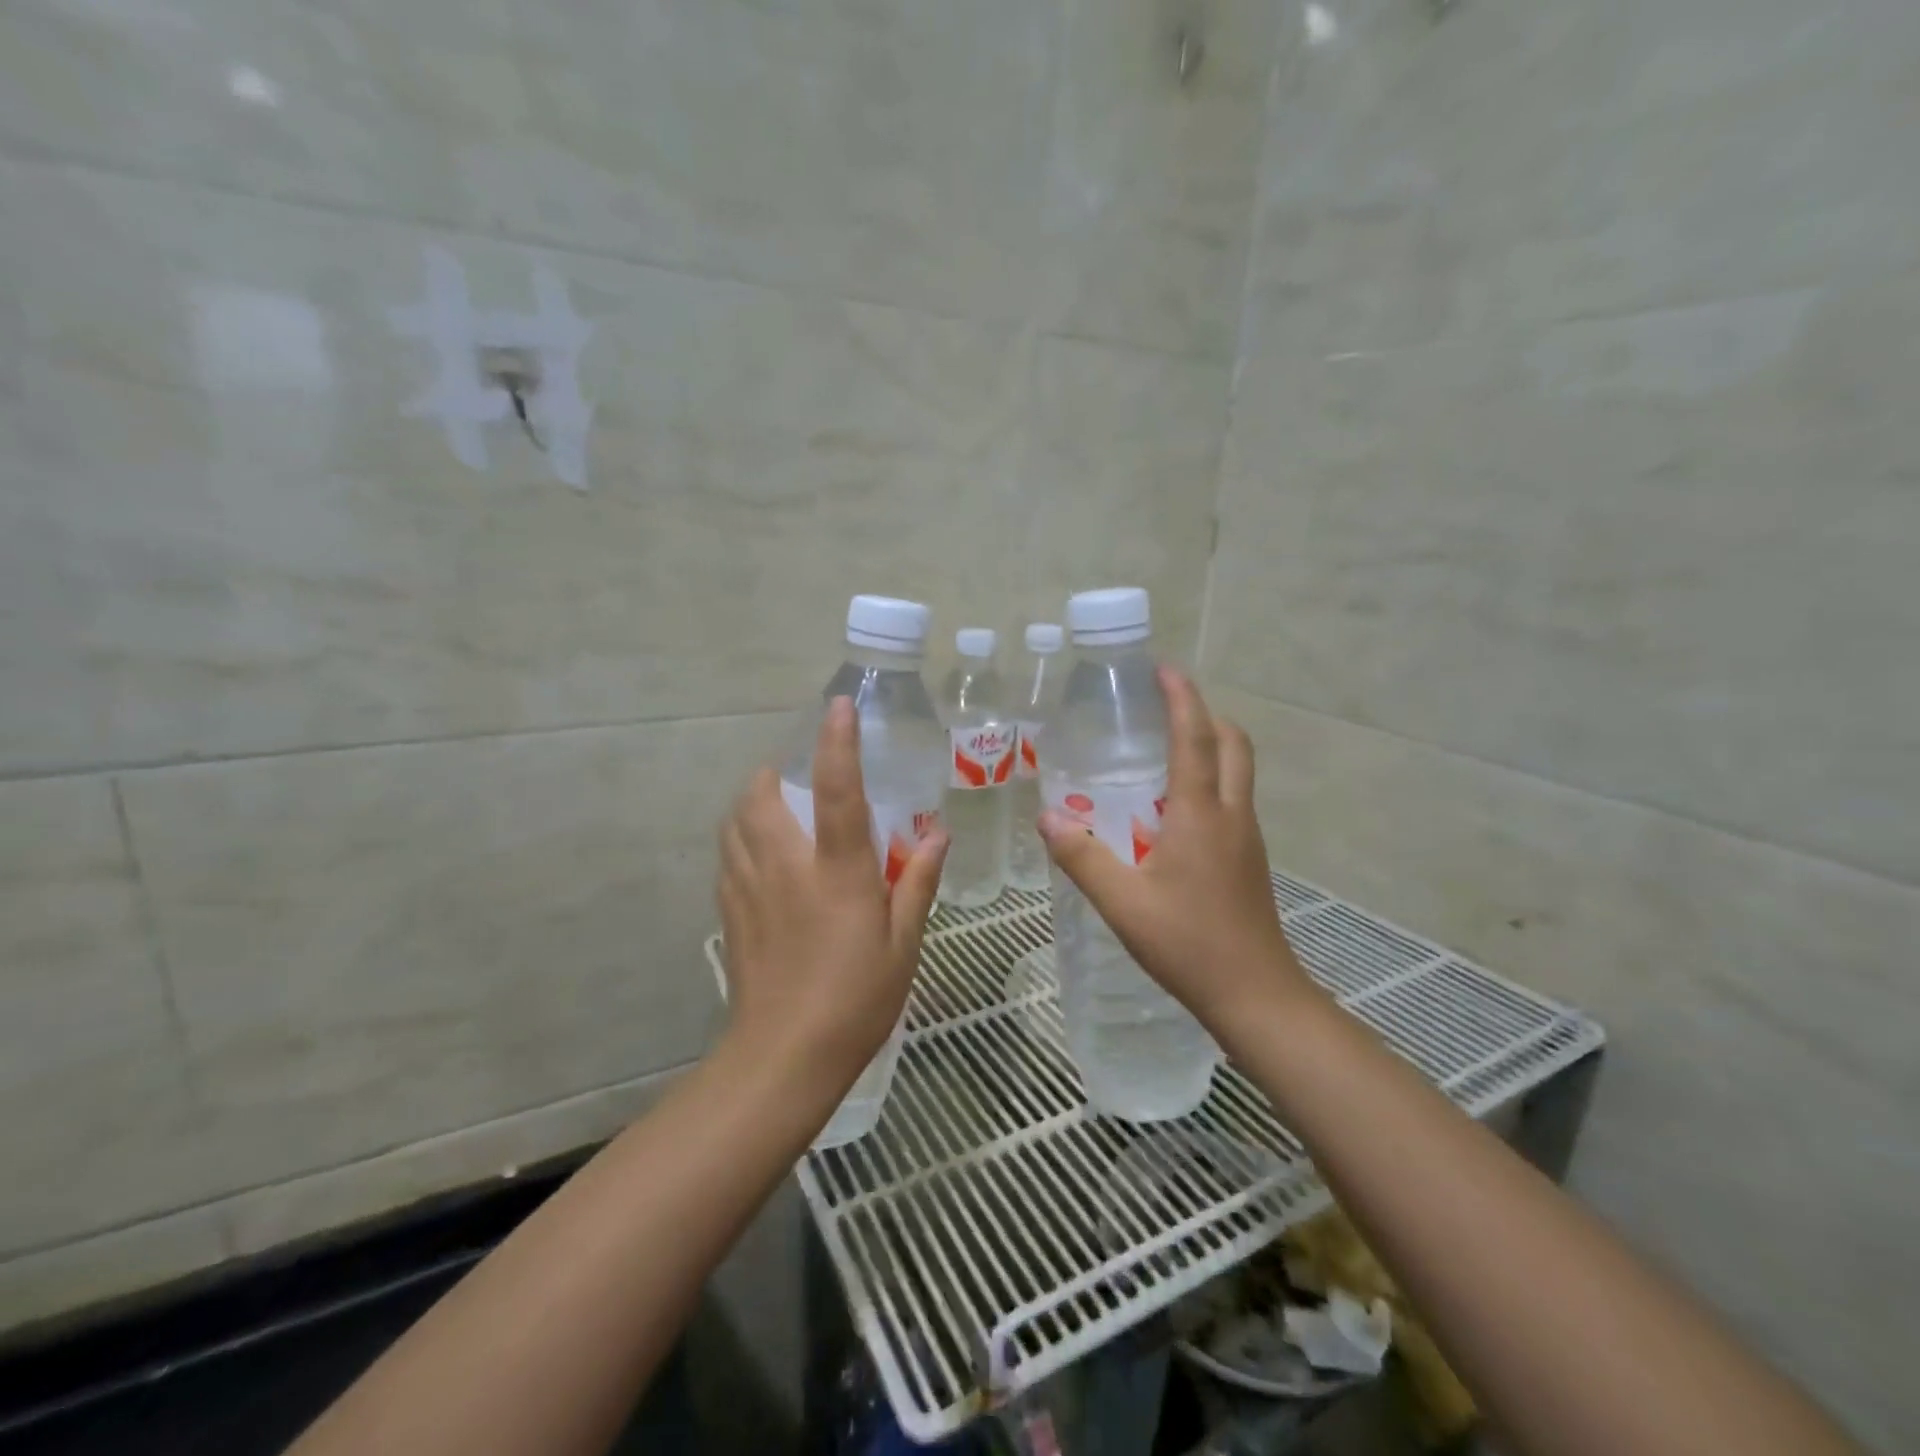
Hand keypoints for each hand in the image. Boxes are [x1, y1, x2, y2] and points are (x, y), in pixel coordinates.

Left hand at [717, 697, 948, 1092]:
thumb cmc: (856, 999)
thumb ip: (917, 882)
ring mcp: (749, 888)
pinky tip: (761, 858)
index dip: (838, 743)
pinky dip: (740, 838)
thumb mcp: (903, 944)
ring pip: (734, 822)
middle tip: (796, 777)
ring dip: (751, 802)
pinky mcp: (729, 911)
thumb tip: (938, 836)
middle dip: (772, 772)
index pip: (837, 791)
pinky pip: (727, 855)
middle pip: (759, 795)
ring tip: (777, 809)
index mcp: (837, 871)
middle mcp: (786, 867)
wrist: (783, 1057)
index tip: (839, 707)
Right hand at [1038, 668, 1313, 1038]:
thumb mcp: (1123, 902)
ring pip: (1238, 771)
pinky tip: (1174, 811)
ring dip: (1211, 746)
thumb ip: (1082, 858)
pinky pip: (1233, 800)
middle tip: (1166, 708)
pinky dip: (1211, 781)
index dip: (1182, 698)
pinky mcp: (1250, 860)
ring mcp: (1247, 838)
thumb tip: (1047, 818)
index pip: (1195, 738)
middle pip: (1233, 744)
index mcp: (1202, 813)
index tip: (1164, 670)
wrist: (1255, 995)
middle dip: (1205, 715)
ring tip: (1164, 750)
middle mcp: (1232, 814)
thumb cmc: (1188, 944)